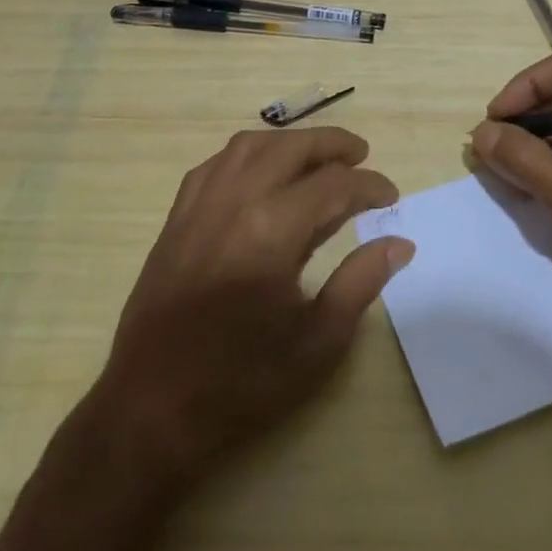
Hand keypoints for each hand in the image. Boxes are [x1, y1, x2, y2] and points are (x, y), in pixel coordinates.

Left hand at [81, 127, 412, 490]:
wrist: (152, 408)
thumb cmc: (243, 381)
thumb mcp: (319, 341)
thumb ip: (361, 282)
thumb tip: (399, 243)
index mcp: (270, 232)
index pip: (333, 186)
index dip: (369, 186)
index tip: (391, 197)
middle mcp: (233, 203)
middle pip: (290, 149)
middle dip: (332, 145)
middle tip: (361, 155)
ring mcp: (197, 207)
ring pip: (248, 146)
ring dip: (289, 143)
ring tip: (316, 157)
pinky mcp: (175, 220)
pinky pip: (215, 165)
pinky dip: (247, 156)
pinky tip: (260, 174)